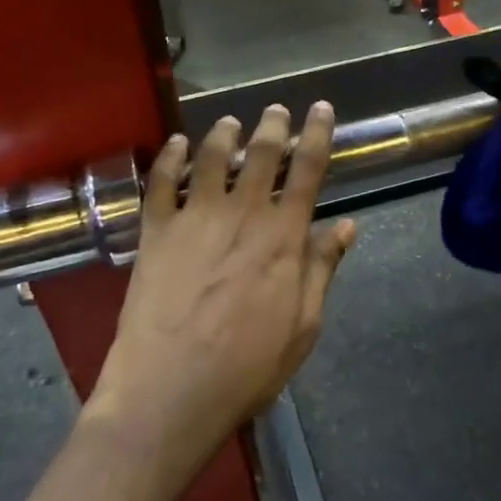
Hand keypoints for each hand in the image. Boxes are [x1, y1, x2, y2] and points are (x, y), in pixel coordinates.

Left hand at [90, 103, 355, 473]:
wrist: (170, 391)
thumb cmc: (247, 367)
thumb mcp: (302, 325)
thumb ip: (321, 269)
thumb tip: (345, 226)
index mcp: (283, 236)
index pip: (307, 170)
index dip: (316, 135)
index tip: (320, 109)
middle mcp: (241, 215)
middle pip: (261, 154)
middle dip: (272, 126)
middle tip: (276, 111)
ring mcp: (194, 219)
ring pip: (211, 157)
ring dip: (224, 134)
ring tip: (230, 123)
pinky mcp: (155, 232)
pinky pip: (161, 181)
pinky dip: (170, 156)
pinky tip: (177, 144)